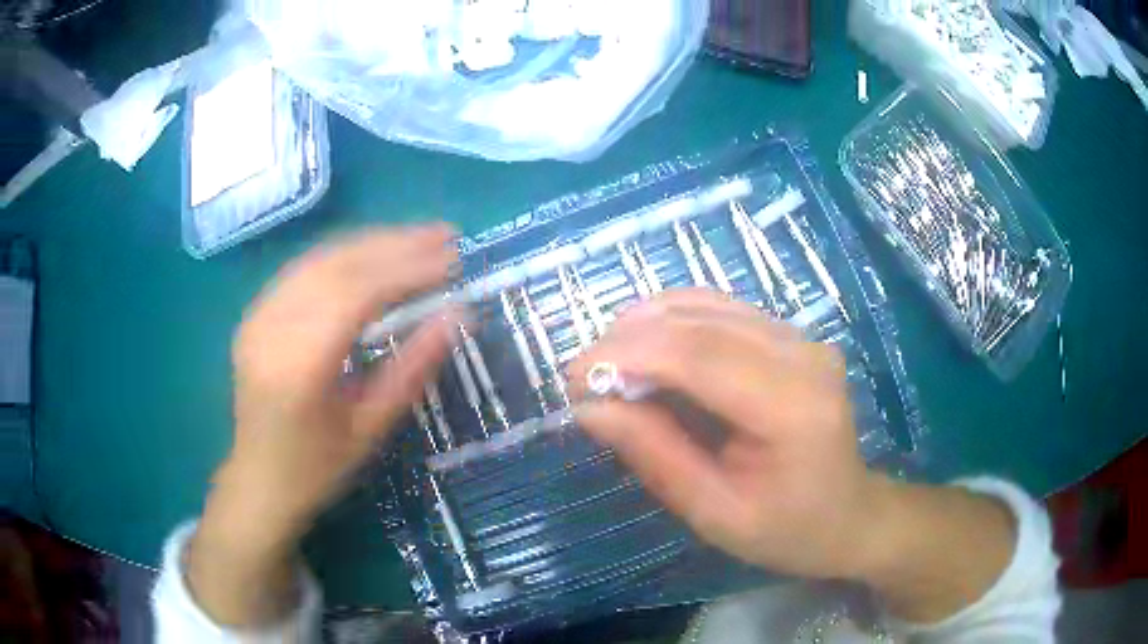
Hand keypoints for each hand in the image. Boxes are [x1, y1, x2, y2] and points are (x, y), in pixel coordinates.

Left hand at [188, 225, 458, 625]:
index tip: (452, 261)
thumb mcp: (371, 428)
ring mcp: (257, 317)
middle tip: (444, 236)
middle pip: (336, 266)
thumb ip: (413, 368)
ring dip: (372, 242)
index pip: (355, 296)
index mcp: (298, 368)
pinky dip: (344, 255)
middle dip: (394, 245)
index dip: (407, 271)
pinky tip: (374, 252)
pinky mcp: (255, 314)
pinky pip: (303, 270)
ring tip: (418, 237)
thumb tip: (458, 316)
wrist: (259, 481)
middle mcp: (270, 330)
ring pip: (319, 259)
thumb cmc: (318, 468)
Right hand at [569, 289, 879, 580]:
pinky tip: (649, 352)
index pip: (698, 355)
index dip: (626, 355)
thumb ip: (655, 455)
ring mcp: (802, 337)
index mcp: (792, 406)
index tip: (572, 377)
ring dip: (646, 326)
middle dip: (627, 338)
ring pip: (706, 304)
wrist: (848, 515)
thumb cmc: (786, 530)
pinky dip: (674, 324)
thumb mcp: (714, 513)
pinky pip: (722, 311)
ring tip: (609, 365)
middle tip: (583, 375)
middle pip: (700, 320)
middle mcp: (803, 354)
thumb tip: (590, 407)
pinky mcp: (792, 335)